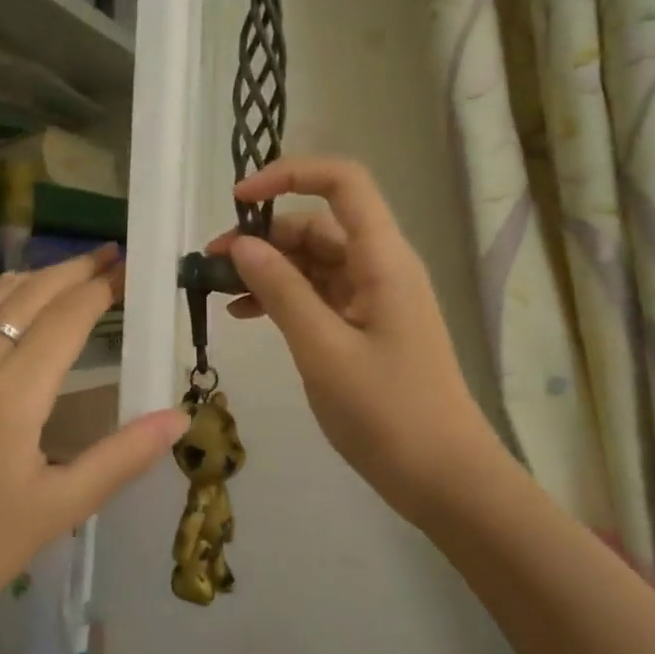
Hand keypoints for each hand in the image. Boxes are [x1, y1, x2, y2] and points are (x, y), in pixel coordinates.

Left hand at [0, 248, 188, 653]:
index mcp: (13, 392)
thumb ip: (120, 457)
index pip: (67, 318)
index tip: (129, 268)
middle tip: (106, 256)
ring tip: (61, 272)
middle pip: (28, 297)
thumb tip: (179, 416)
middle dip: (71, 271)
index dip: (101, 288)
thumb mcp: (56, 511)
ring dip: (28, 280)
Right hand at [207, 158, 500, 520]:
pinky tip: (245, 315)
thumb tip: (241, 244)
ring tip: (219, 290)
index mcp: (382, 259)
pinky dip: (282, 298)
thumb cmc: (387, 412)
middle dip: (263, 235)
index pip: (342, 183)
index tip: (239, 200)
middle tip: (211, 263)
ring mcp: (373, 299)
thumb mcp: (323, 349)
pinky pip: (317, 296)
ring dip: (267, 268)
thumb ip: (281, 290)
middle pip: (318, 225)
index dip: (290, 175)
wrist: (443, 478)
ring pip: (313, 262)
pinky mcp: (364, 328)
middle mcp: (380, 267)